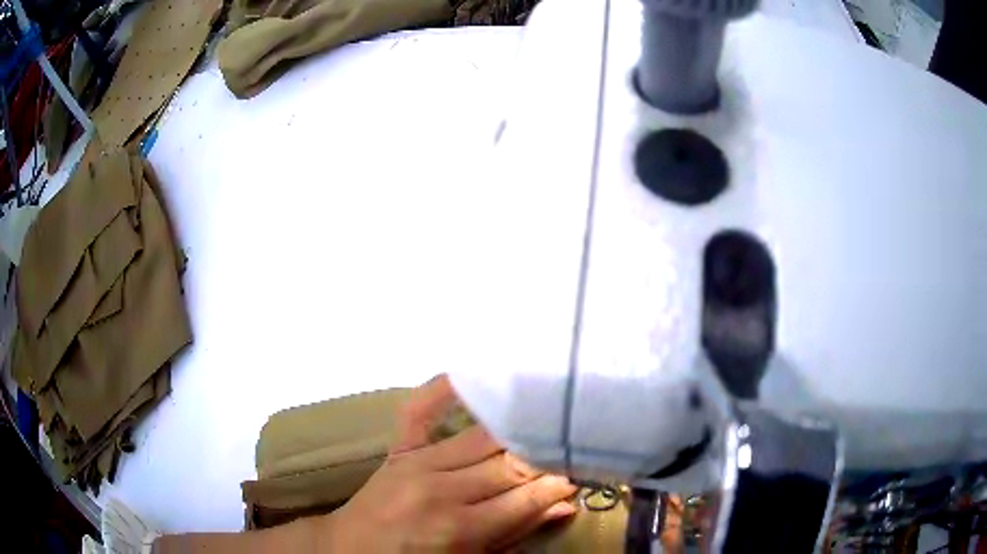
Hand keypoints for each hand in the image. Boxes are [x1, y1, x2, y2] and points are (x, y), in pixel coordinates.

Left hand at [320, 375, 577, 551]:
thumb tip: (565, 505)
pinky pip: (421, 408)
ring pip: (483, 435)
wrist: (351, 549)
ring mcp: (416, 461)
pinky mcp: (399, 447)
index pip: (526, 496)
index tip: (583, 471)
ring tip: (548, 416)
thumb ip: (518, 533)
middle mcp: (441, 488)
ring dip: (519, 427)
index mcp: (460, 527)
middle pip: (509, 463)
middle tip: (573, 444)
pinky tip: (475, 373)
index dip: (560, 482)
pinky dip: (446, 387)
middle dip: (547, 454)